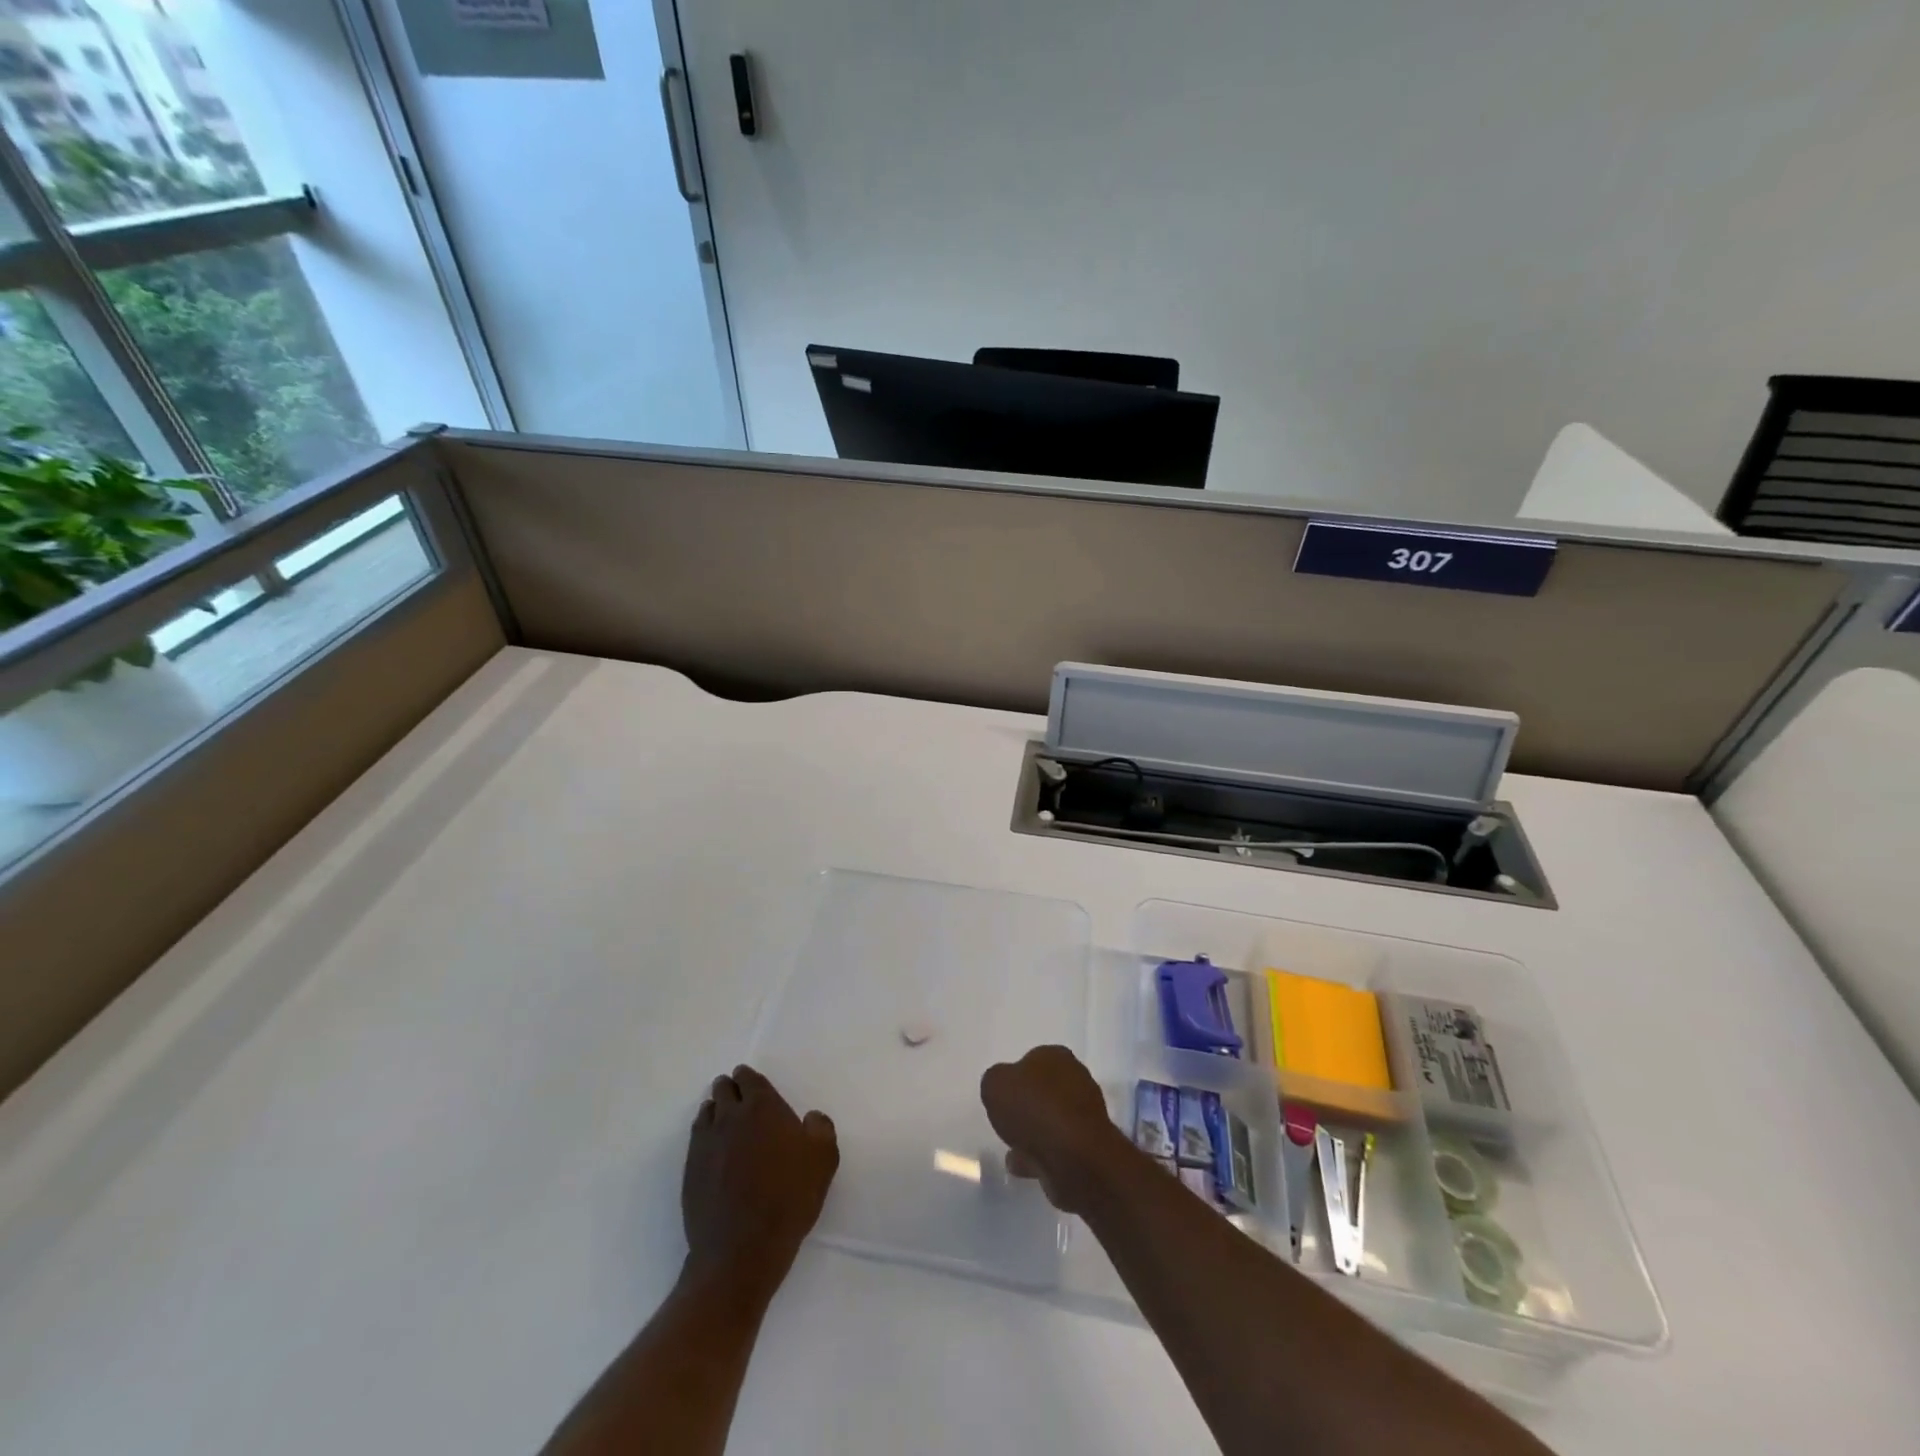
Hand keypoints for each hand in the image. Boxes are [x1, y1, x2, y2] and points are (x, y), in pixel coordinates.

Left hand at [683, 1065, 838, 1297]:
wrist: (742, 1249)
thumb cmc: (789, 1197)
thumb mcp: (824, 1158)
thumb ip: (821, 1127)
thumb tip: (810, 1118)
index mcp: (762, 1107)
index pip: (749, 1079)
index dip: (748, 1077)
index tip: (748, 1078)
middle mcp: (729, 1117)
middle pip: (723, 1090)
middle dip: (729, 1088)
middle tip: (736, 1094)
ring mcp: (706, 1144)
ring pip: (706, 1112)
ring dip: (714, 1109)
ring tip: (721, 1117)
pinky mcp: (691, 1171)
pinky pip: (696, 1140)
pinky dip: (704, 1134)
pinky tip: (712, 1146)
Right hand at [980, 1045, 1130, 1212]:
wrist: (1075, 1158)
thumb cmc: (1034, 1109)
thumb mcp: (995, 1085)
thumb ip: (995, 1081)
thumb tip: (1003, 1087)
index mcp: (1057, 1056)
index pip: (1032, 1060)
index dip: (1015, 1078)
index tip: (1003, 1097)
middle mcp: (1077, 1079)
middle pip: (1045, 1090)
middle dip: (1028, 1105)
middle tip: (1008, 1121)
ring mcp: (1086, 1114)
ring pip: (1052, 1120)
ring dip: (1035, 1133)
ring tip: (1013, 1150)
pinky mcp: (1089, 1146)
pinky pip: (1058, 1146)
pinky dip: (1042, 1155)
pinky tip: (1024, 1166)